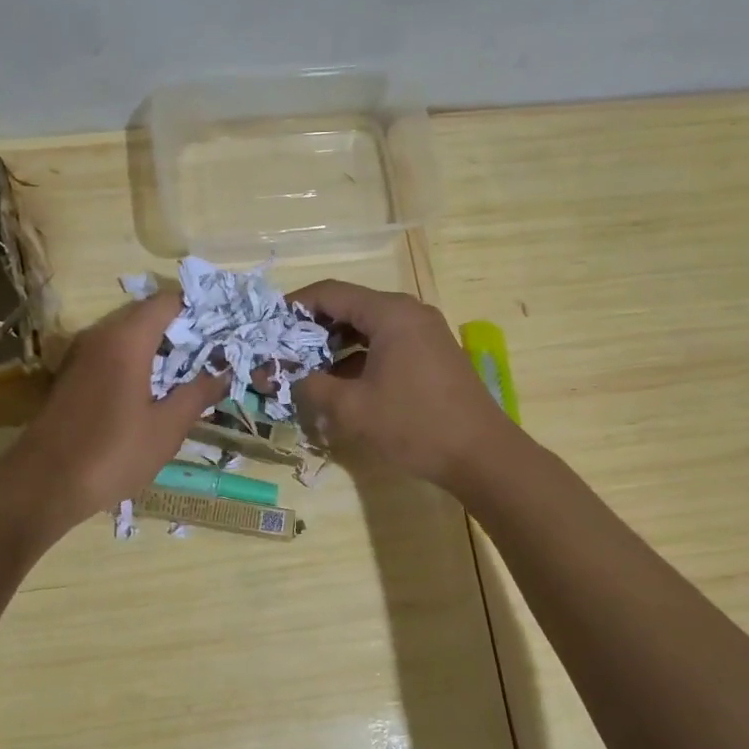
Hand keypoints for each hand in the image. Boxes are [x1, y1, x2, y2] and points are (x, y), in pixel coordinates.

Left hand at [11, 290, 228, 525]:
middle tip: (212, 351)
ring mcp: (81, 355)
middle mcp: (100, 336)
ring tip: (188, 371)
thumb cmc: (112, 453)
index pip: (167, 302)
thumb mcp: (166, 428)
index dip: (197, 308)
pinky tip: (153, 389)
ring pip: (126, 335)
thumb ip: (196, 395)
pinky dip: (135, 361)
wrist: (43, 484)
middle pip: (146, 315)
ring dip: (157, 347)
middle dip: (180, 329)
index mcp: (126, 340)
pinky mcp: (71, 375)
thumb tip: (223, 373)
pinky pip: (110, 354)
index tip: (223, 326)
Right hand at [290, 279, 512, 492]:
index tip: (268, 326)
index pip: (330, 293)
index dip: (294, 306)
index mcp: (389, 313)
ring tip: (305, 369)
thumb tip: (281, 375)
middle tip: (283, 351)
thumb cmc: (413, 425)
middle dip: (312, 328)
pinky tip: (340, 383)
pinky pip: (385, 343)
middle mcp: (408, 312)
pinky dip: (358, 357)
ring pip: (367, 327)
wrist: (481, 455)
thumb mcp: (351, 408)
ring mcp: (423, 332)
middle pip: (349, 306)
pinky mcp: (431, 354)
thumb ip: (310, 385)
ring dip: (334, 345)